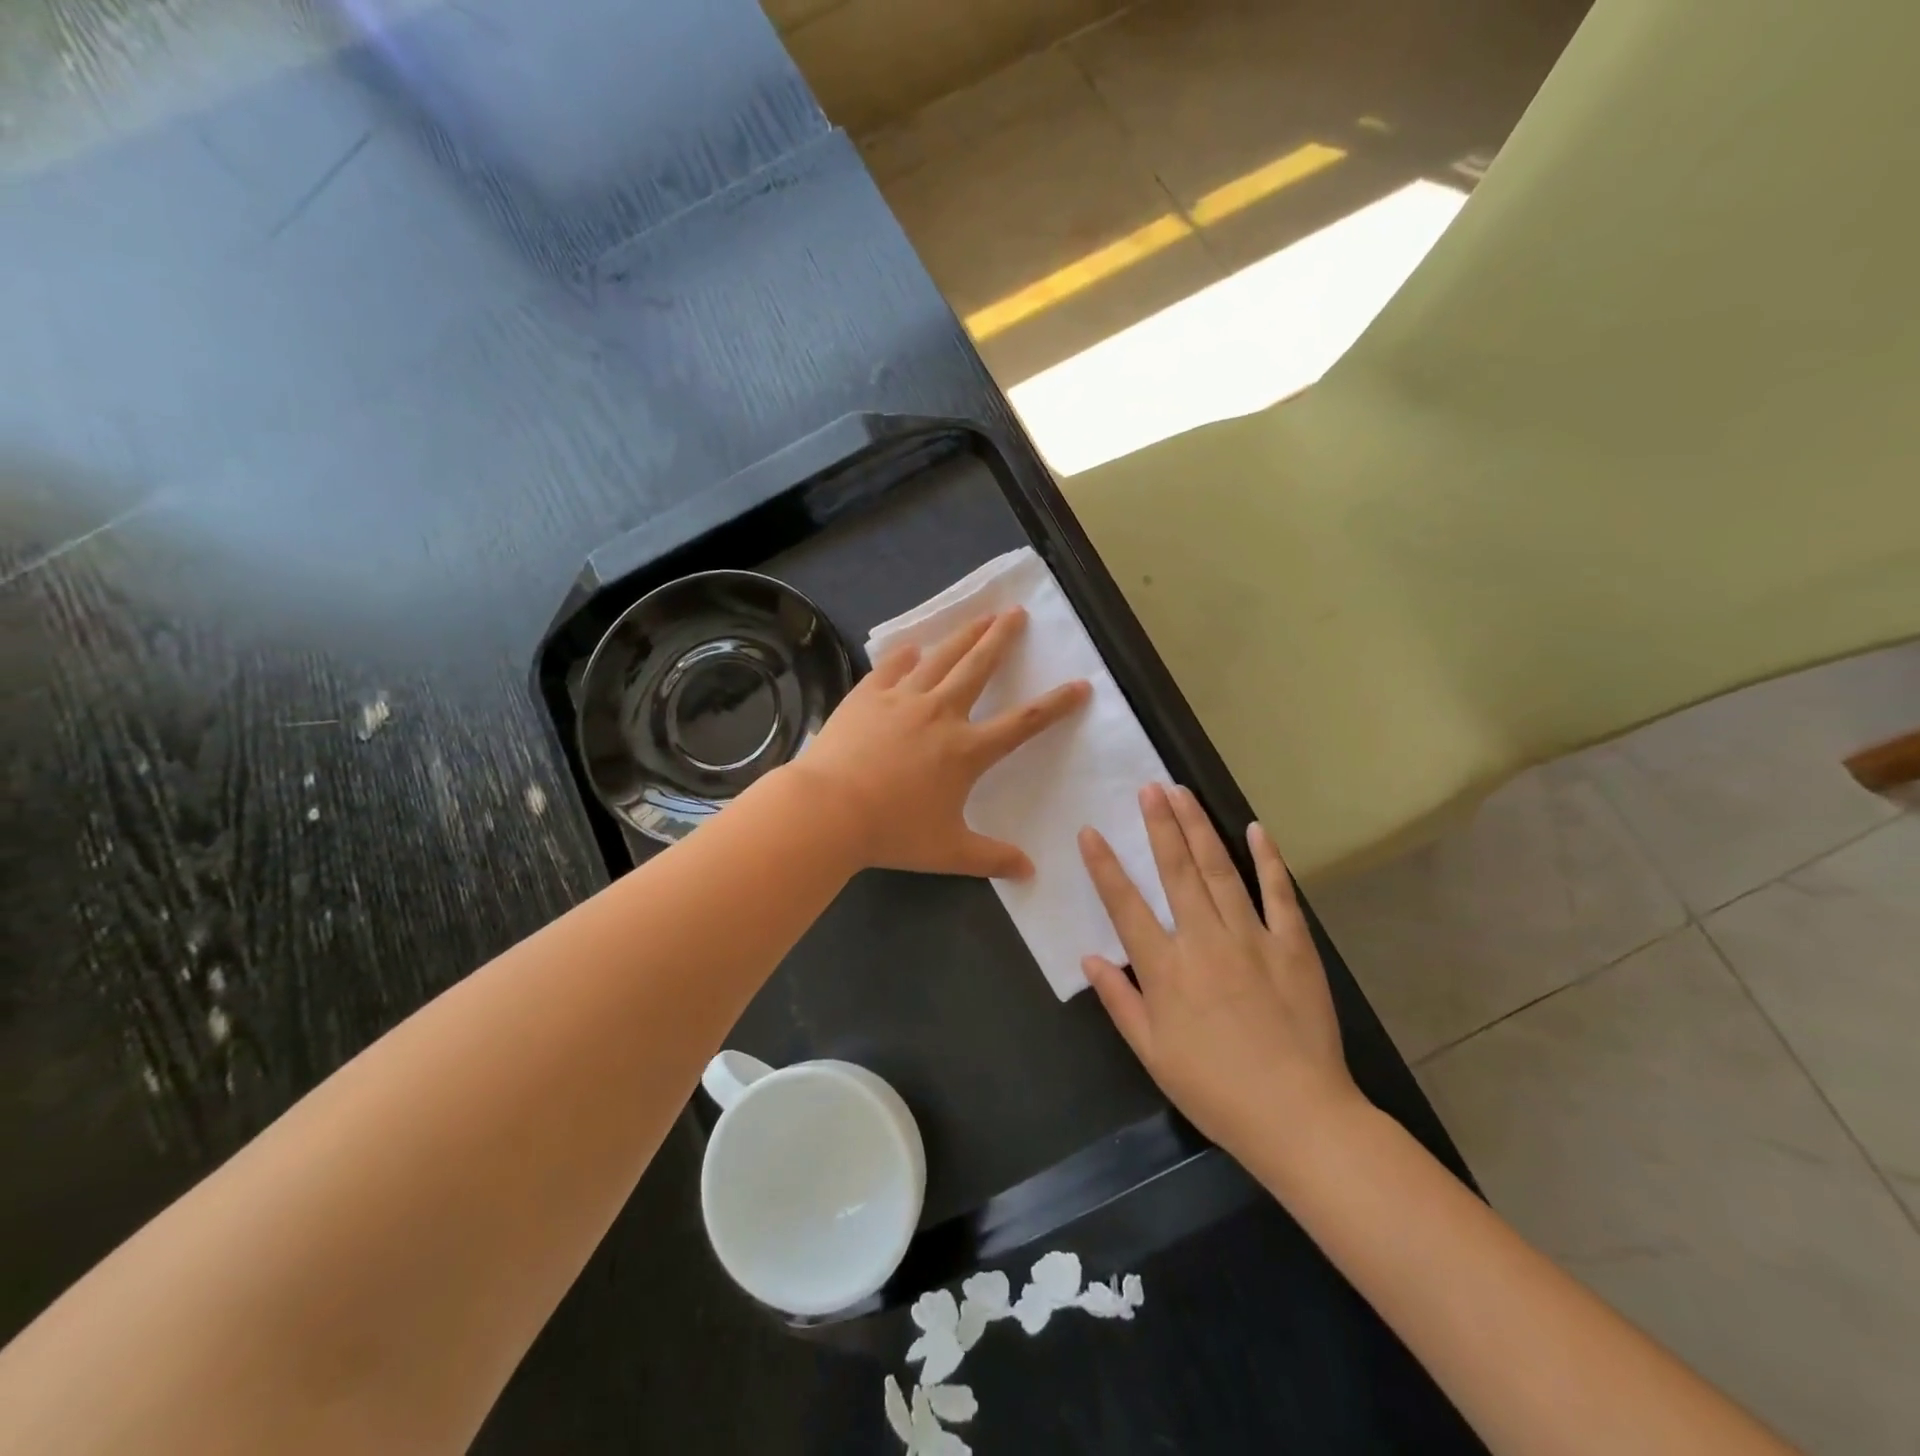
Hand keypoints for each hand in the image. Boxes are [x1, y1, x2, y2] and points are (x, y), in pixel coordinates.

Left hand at [787, 608, 1089, 876]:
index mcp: (966, 750)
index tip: (1080, 684)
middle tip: (1016, 612)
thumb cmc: (892, 832)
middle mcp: (940, 713)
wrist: (828, 809)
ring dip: (964, 634)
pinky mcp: (867, 695)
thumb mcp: (948, 852)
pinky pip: (892, 667)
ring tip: (981, 615)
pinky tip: (912, 647)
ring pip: (941, 657)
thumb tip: (1030, 871)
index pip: (1024, 722)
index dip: (1056, 704)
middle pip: (979, 666)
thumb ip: (992, 858)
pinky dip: (905, 656)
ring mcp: (901, 699)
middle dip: (1002, 638)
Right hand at [1078, 784, 1361, 1159]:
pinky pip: (1279, 894)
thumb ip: (1120, 1001)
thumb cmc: (1216, 1089)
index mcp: (1166, 969)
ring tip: (1183, 794)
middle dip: (1160, 825)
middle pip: (1176, 871)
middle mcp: (1204, 941)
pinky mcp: (1293, 946)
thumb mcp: (1153, 1053)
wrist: (1299, 1116)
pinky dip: (1268, 860)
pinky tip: (1256, 829)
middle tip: (1149, 788)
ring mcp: (1252, 938)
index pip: (1125, 906)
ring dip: (1199, 828)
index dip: (1105, 866)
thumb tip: (1090, 957)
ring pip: (1220, 871)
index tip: (1090, 832)